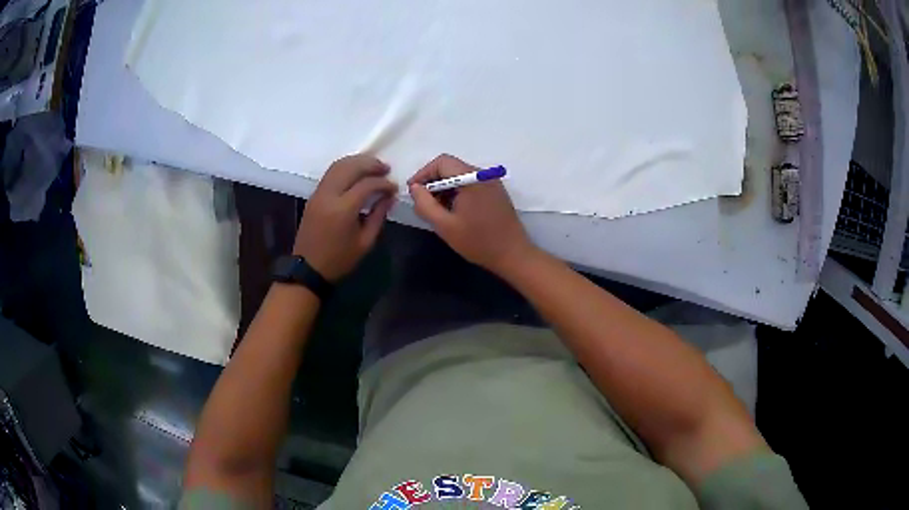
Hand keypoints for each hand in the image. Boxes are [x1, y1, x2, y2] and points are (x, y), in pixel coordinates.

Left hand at [295, 155, 396, 281]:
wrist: (308, 269)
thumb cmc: (339, 260)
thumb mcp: (365, 242)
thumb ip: (378, 216)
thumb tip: (389, 197)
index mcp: (343, 209)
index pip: (367, 184)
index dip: (383, 183)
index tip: (394, 188)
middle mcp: (329, 195)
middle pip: (351, 167)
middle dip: (370, 164)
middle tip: (386, 168)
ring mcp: (319, 193)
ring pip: (338, 165)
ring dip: (357, 162)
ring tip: (373, 167)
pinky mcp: (314, 195)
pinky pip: (331, 173)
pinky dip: (345, 168)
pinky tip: (356, 173)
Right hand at [408, 154, 535, 274]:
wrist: (513, 255)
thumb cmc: (478, 241)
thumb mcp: (444, 225)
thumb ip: (425, 204)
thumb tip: (414, 188)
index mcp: (472, 178)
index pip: (441, 162)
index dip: (423, 174)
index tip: (413, 192)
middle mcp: (483, 174)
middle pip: (451, 167)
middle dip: (433, 182)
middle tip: (423, 204)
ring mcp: (492, 182)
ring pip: (460, 175)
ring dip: (445, 188)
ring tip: (437, 210)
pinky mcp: (496, 191)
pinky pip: (471, 183)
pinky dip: (457, 192)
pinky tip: (453, 211)